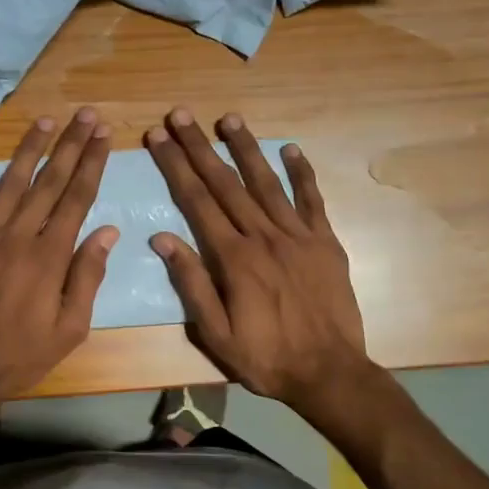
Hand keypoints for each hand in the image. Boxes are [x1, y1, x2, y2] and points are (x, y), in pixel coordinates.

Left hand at [0, 109, 118, 417]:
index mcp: (49, 257)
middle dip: (70, 146)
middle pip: (48, 182)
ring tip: (47, 121)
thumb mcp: (69, 330)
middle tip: (86, 114)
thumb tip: (108, 231)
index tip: (104, 135)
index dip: (92, 164)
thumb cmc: (18, 357)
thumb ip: (87, 277)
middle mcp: (16, 236)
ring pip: (9, 183)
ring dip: (29, 149)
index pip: (76, 199)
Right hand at [145, 108, 370, 410]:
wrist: (330, 373)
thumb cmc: (266, 358)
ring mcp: (299, 236)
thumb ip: (191, 283)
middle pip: (226, 183)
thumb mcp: (215, 333)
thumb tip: (162, 239)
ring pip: (267, 183)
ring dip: (246, 148)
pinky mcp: (326, 243)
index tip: (158, 137)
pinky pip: (312, 200)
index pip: (197, 201)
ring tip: (228, 118)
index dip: (176, 166)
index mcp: (234, 259)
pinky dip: (301, 173)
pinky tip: (290, 149)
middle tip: (180, 115)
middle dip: (200, 147)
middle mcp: (264, 237)